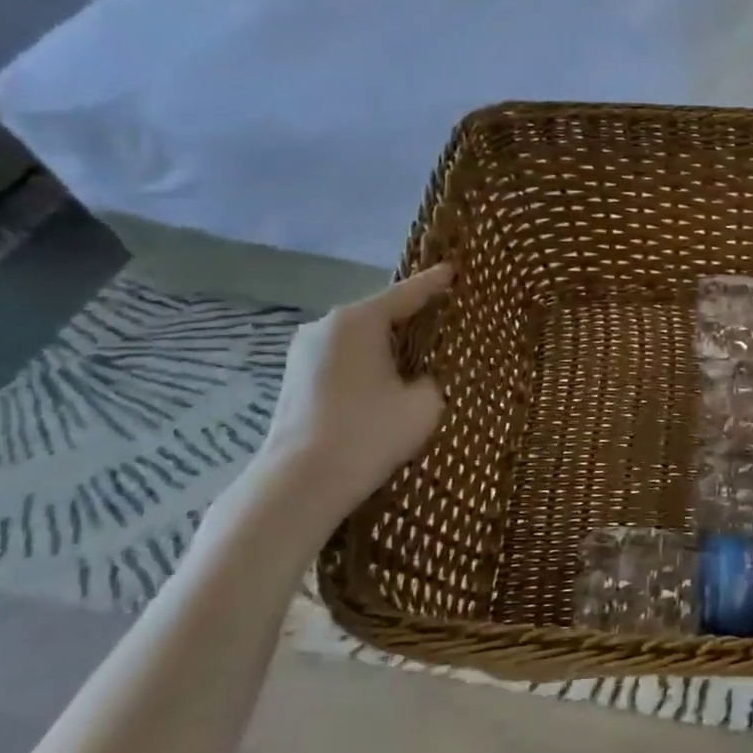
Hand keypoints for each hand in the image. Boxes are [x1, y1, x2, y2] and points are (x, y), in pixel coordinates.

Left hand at [254, 265, 453, 515]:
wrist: (301, 483)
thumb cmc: (369, 433)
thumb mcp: (425, 402)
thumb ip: (432, 377)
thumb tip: (420, 376)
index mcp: (359, 320)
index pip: (408, 293)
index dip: (436, 283)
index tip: (455, 270)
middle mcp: (327, 325)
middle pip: (380, 313)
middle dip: (411, 316)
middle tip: (444, 317)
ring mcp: (304, 352)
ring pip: (360, 337)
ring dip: (387, 344)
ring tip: (419, 353)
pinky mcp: (296, 378)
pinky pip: (344, 357)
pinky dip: (368, 362)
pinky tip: (386, 380)